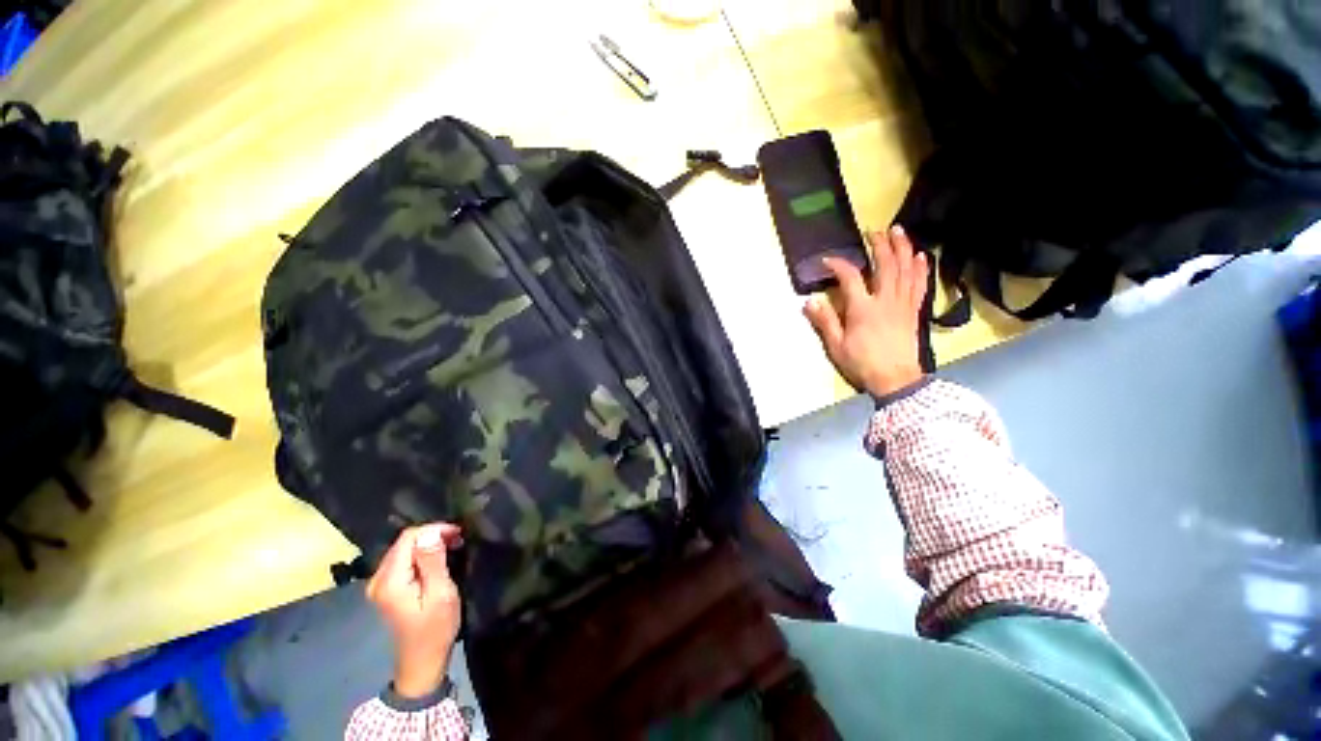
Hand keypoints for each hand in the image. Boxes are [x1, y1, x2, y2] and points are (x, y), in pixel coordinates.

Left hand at [366, 523, 463, 698]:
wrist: (422, 662)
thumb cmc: (435, 629)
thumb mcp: (440, 595)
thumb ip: (432, 562)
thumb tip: (430, 533)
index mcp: (390, 580)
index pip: (409, 538)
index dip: (434, 529)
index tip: (458, 533)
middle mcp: (379, 579)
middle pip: (405, 542)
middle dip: (432, 535)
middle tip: (458, 540)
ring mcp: (380, 585)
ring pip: (405, 549)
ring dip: (429, 544)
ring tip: (453, 547)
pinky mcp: (387, 589)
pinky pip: (404, 560)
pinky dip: (422, 555)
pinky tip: (438, 560)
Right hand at [803, 225, 928, 396]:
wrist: (895, 379)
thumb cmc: (862, 363)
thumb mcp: (836, 345)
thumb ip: (825, 321)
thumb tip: (810, 301)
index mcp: (862, 309)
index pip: (851, 278)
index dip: (839, 265)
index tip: (829, 259)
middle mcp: (885, 300)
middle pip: (885, 265)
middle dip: (879, 245)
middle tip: (873, 231)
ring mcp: (903, 304)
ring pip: (905, 270)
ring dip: (902, 248)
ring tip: (899, 231)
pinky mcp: (914, 311)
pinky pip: (919, 284)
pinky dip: (920, 268)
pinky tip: (920, 256)